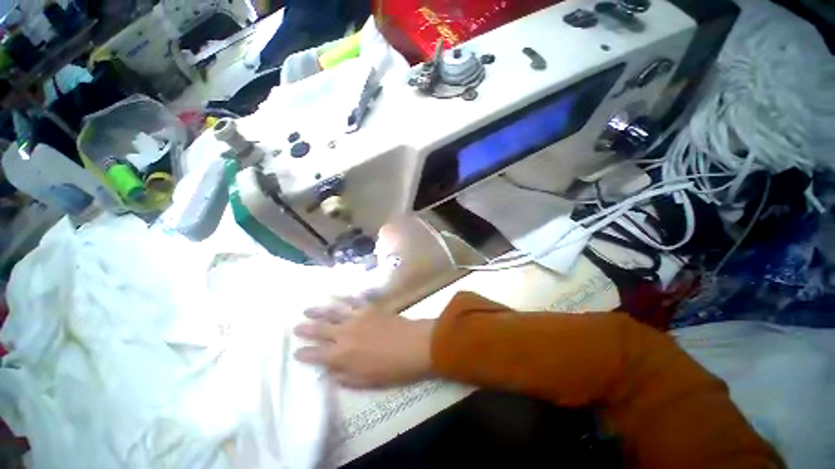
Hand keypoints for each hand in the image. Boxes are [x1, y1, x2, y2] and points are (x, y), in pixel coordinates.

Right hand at [293, 304, 435, 388]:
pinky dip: (341, 299)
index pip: (316, 355)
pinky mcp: (368, 308)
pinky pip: (351, 302)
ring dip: (318, 311)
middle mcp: (344, 335)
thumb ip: (344, 377)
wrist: (414, 344)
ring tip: (307, 310)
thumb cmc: (392, 368)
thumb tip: (330, 371)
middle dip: (306, 329)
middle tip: (295, 327)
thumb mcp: (366, 382)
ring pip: (332, 313)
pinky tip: (334, 297)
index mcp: (342, 356)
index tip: (296, 353)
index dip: (305, 354)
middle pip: (320, 331)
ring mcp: (356, 318)